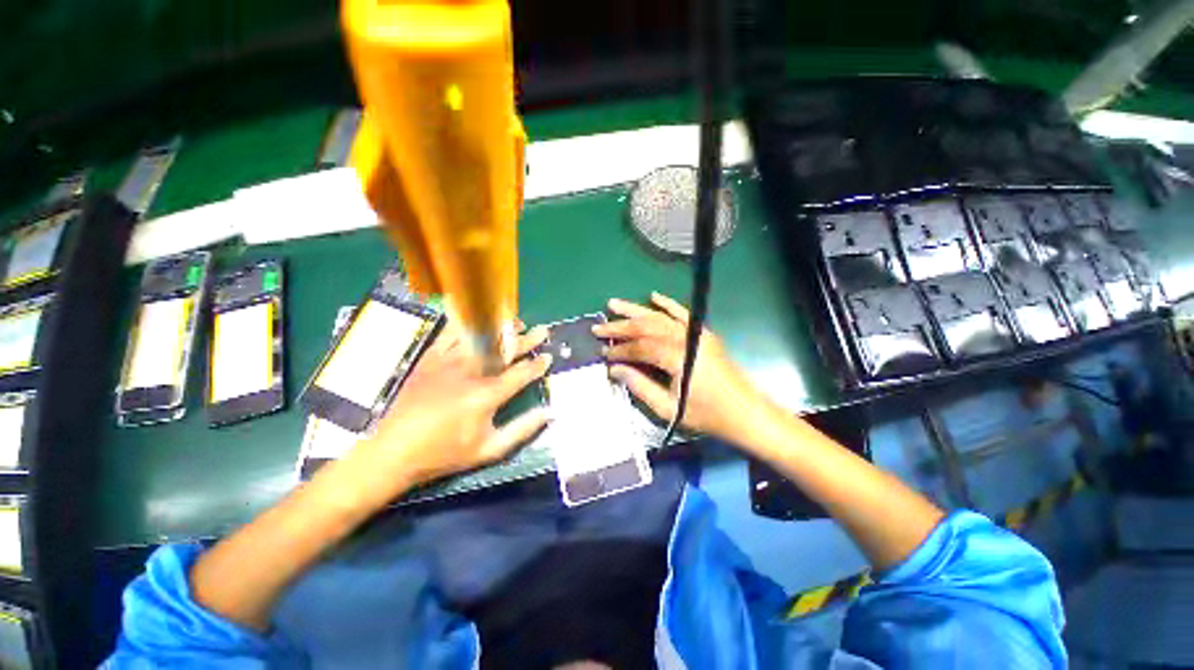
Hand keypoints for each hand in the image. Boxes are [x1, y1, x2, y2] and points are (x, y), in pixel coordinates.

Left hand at [339, 321, 551, 504]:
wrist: (393, 451)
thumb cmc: (444, 453)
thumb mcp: (489, 450)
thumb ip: (522, 430)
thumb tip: (548, 413)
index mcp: (487, 395)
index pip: (520, 373)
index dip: (537, 365)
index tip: (548, 357)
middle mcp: (470, 372)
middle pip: (505, 350)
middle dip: (527, 340)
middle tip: (542, 331)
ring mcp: (448, 362)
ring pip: (481, 337)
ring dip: (501, 328)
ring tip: (516, 322)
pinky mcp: (429, 358)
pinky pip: (450, 333)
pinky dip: (467, 324)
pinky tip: (478, 320)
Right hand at [593, 292, 775, 445]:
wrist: (745, 412)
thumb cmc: (707, 415)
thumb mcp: (668, 407)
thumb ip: (639, 386)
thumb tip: (615, 370)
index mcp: (677, 357)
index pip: (640, 347)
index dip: (620, 350)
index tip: (603, 353)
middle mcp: (685, 338)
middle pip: (646, 327)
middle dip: (620, 327)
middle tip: (598, 328)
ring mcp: (696, 333)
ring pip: (660, 316)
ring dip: (635, 310)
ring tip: (613, 304)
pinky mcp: (704, 333)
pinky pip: (682, 313)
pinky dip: (667, 304)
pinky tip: (652, 296)